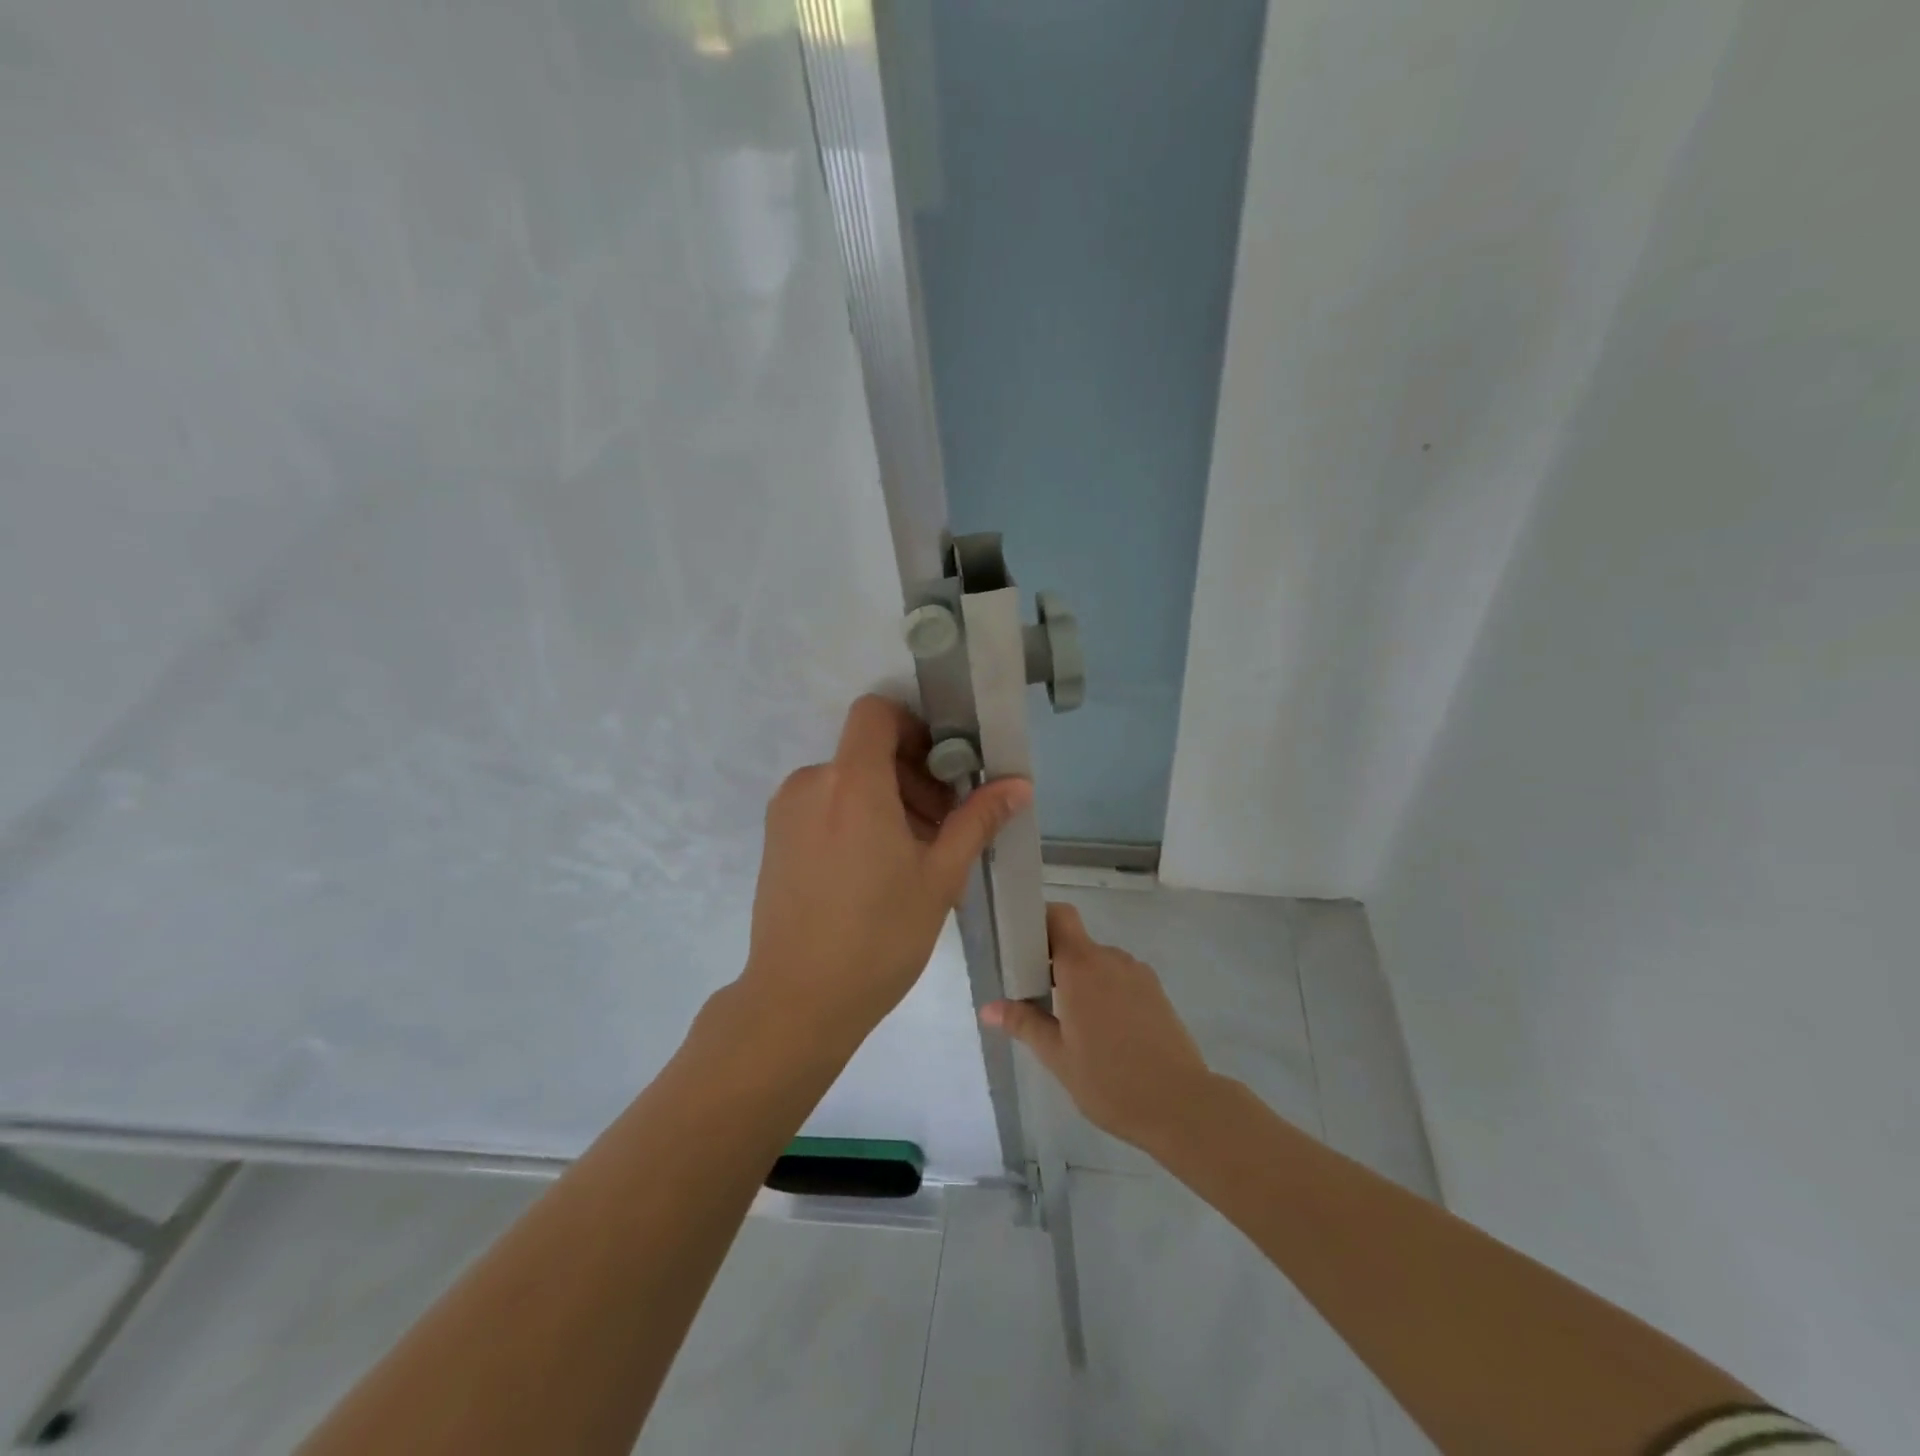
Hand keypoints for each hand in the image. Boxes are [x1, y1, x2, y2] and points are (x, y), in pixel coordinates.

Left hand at [742, 695, 1030, 1042]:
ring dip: (886, 799)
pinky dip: (856, 817)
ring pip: (846, 780)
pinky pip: (823, 805)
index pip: (876, 713)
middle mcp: (811, 784)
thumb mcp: (940, 877)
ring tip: (913, 855)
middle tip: (942, 825)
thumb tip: (1019, 785)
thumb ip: (977, 820)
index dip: (913, 727)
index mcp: (851, 783)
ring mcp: (786, 812)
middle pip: (866, 750)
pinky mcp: (775, 839)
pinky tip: (876, 869)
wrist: (798, 1000)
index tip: (942, 769)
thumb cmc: (879, 936)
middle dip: (911, 775)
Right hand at [982, 901, 1216, 1154]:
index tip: (1021, 946)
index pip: (1059, 916)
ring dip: (1081, 982)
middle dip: (1054, 963)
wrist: (1182, 1105)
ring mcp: (1138, 974)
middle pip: (1076, 943)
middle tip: (1036, 998)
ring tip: (1071, 1024)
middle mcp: (1111, 959)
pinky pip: (1121, 980)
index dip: (1039, 920)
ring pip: (1099, 964)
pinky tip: (1104, 1034)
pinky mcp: (1157, 993)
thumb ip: (1024, 1023)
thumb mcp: (1057, 1056)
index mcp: (1082, 965)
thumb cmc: (1109, 1080)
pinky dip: (1106, 994)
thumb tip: (988, 1008)